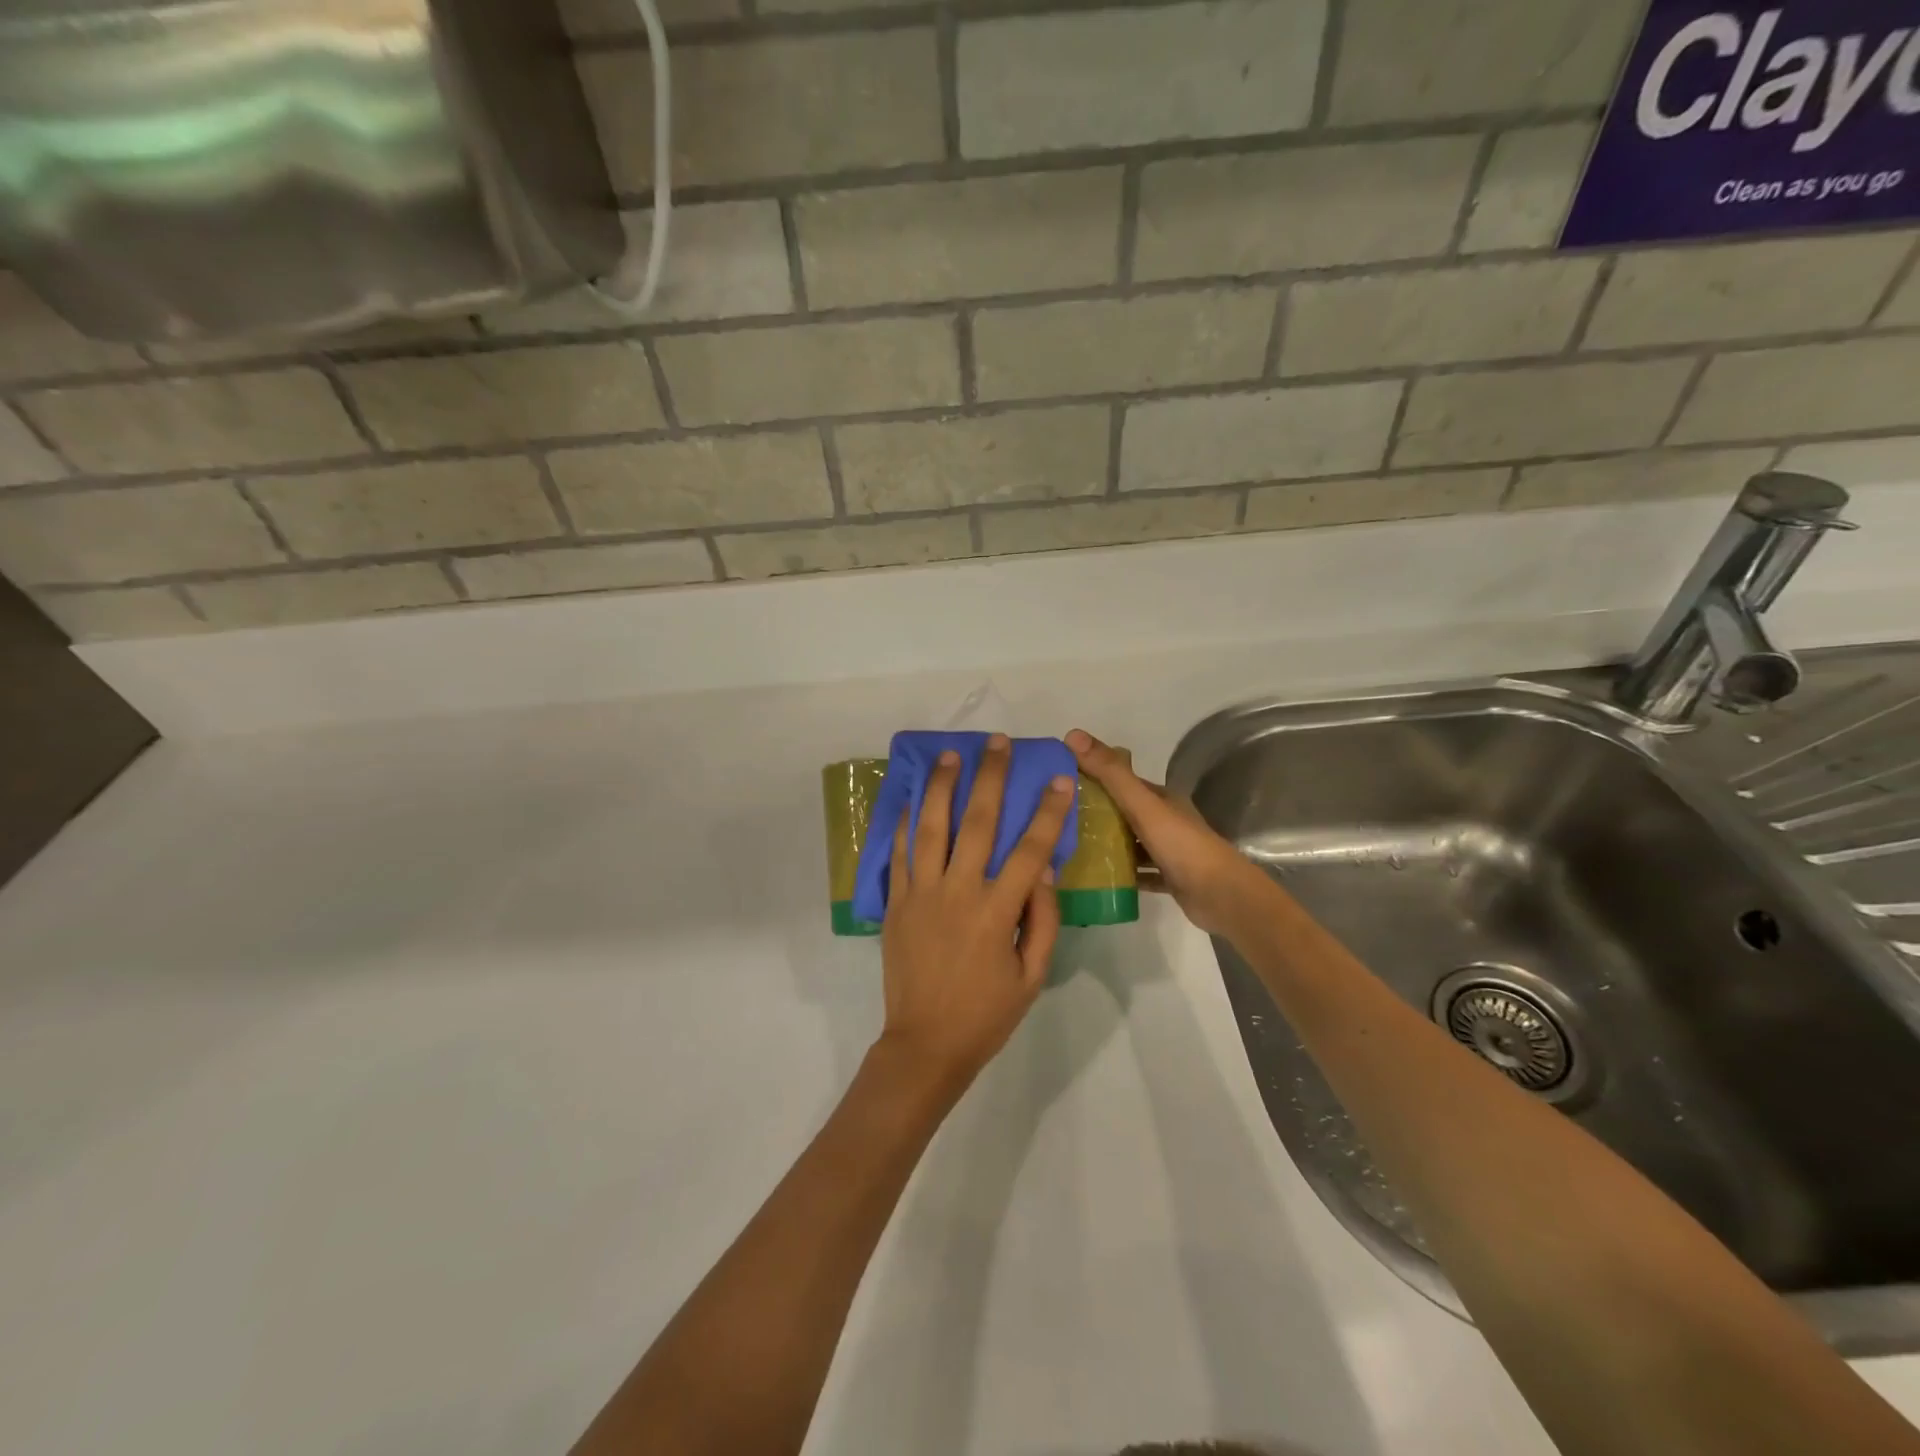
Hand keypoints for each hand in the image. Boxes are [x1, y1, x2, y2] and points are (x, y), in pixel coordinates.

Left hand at [878, 734, 1074, 1093]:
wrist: (925, 1044)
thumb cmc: (986, 1014)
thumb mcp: (1032, 975)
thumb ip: (1041, 919)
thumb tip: (1043, 870)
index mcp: (996, 912)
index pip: (1029, 850)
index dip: (1048, 812)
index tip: (1060, 779)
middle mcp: (958, 892)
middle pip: (978, 823)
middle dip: (992, 778)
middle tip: (997, 743)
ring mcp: (921, 894)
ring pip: (931, 827)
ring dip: (942, 786)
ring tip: (950, 755)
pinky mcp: (896, 903)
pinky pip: (900, 854)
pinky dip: (906, 823)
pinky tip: (913, 798)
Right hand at [1065, 729, 1268, 937]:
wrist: (1221, 896)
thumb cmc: (1182, 845)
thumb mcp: (1142, 805)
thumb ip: (1110, 773)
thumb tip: (1073, 734)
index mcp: (1160, 797)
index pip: (1121, 780)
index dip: (1093, 776)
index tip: (1060, 781)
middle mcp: (1165, 819)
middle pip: (1124, 811)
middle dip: (1095, 812)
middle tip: (1058, 819)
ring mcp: (1168, 850)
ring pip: (1131, 842)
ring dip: (1107, 844)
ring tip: (1070, 848)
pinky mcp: (1169, 877)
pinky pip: (1139, 872)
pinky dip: (1121, 873)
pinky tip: (1096, 878)